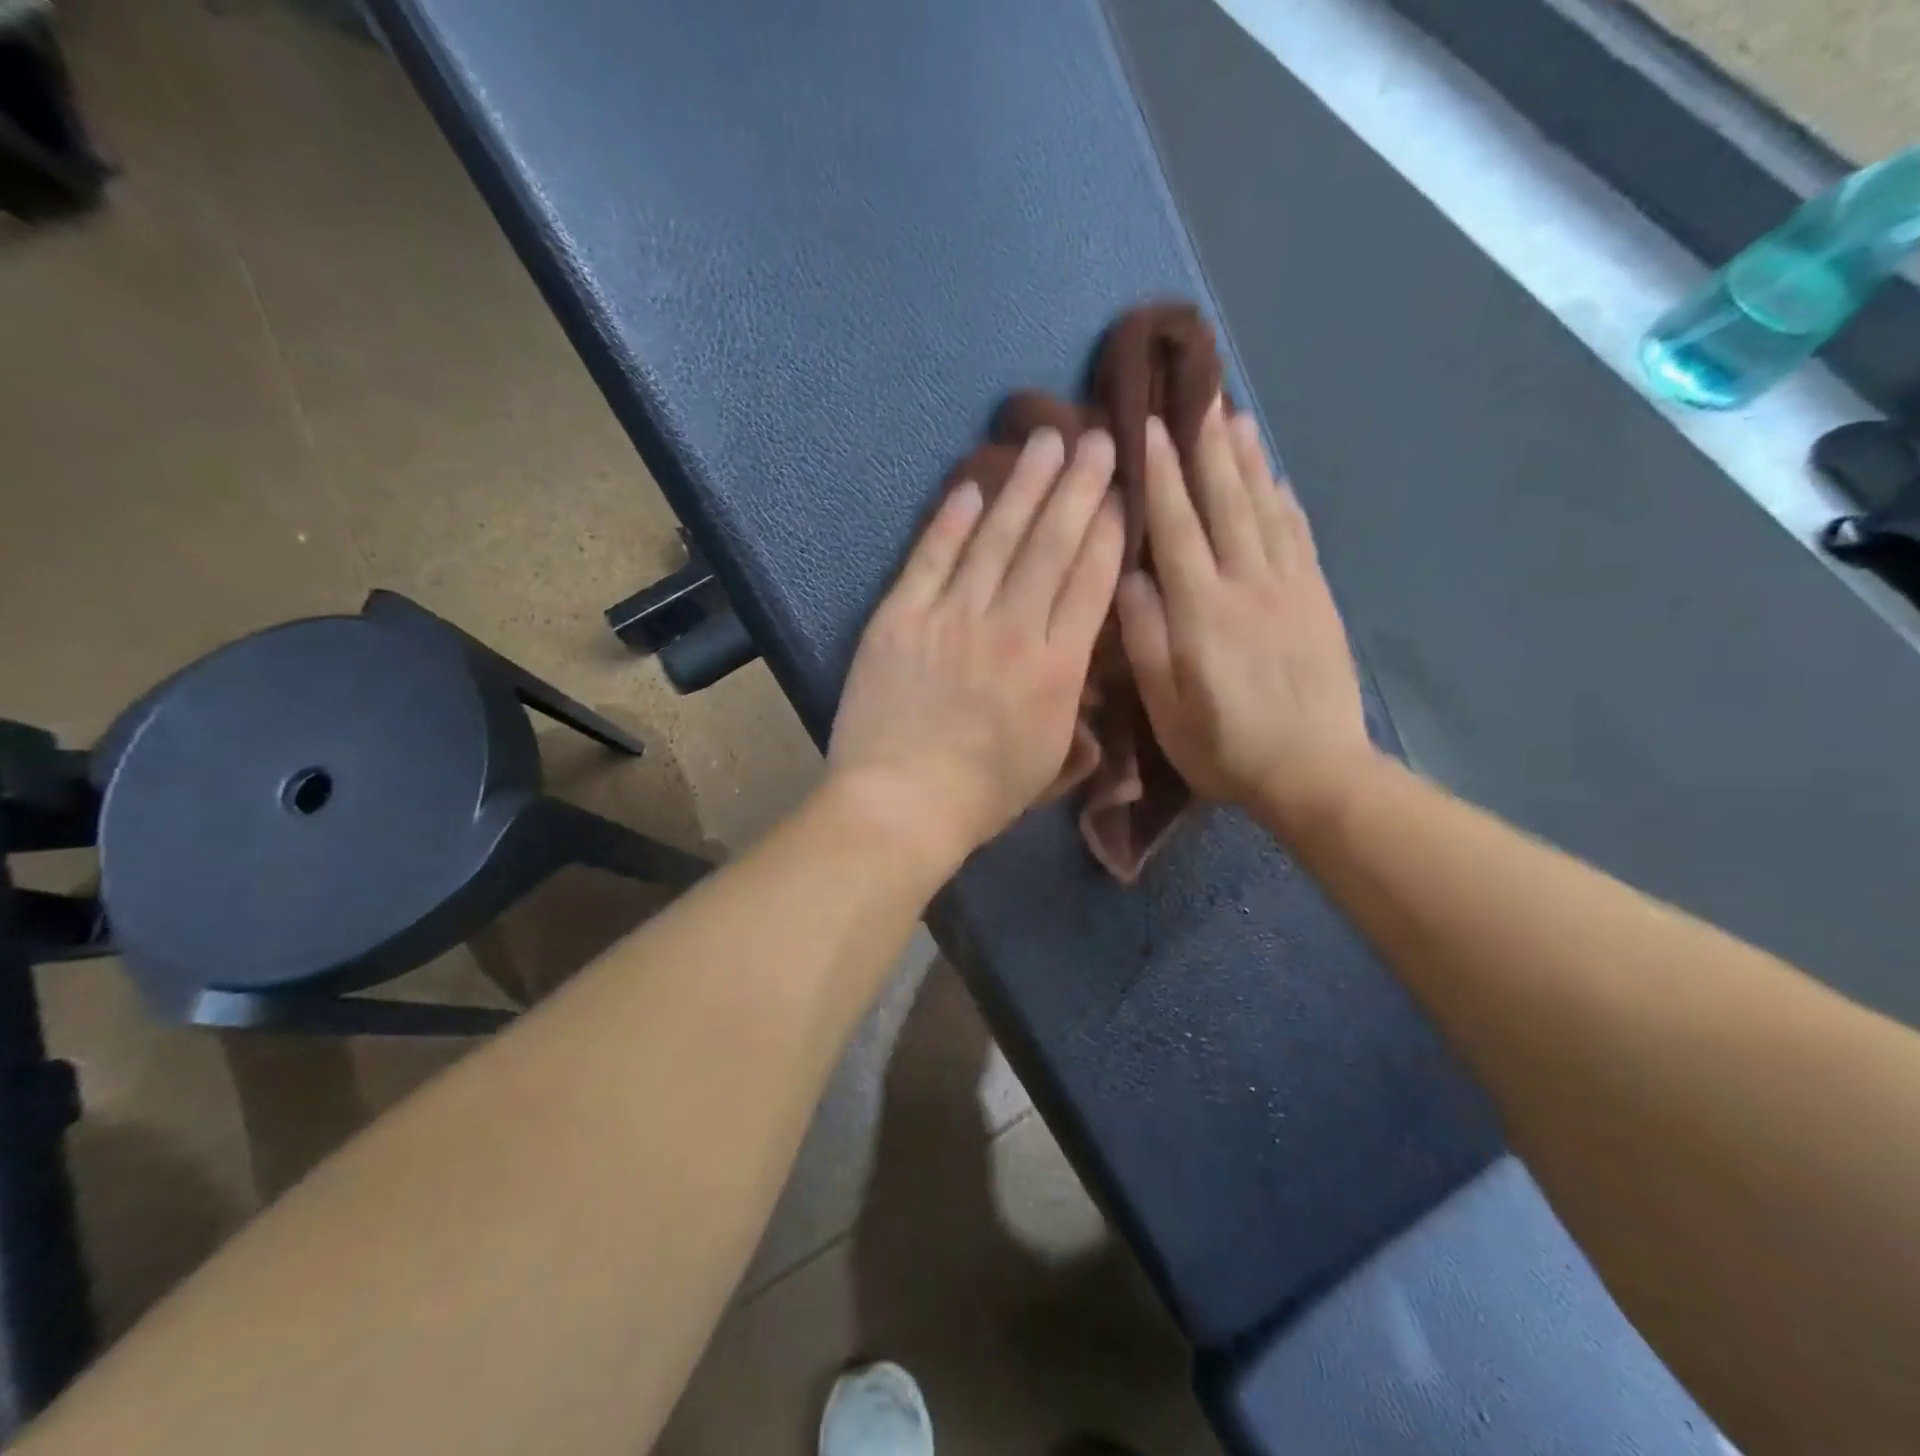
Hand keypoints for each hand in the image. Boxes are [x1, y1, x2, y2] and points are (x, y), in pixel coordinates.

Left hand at [828, 428, 1125, 874]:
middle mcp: (1012, 628)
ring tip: (1046, 439)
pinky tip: (972, 486)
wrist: (901, 803)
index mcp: (1056, 667)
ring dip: (1024, 485)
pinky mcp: (901, 617)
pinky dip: (952, 520)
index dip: (1110, 529)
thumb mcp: (1052, 756)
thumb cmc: (983, 794)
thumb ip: (1071, 699)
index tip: (1123, 489)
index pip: (1091, 581)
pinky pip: (931, 557)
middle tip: (1096, 437)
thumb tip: (1077, 656)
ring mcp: (952, 617)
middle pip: (1052, 544)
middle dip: (1079, 486)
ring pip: (997, 537)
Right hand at [1116, 404, 1378, 834]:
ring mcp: (1289, 587)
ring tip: (1236, 418)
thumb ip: (1144, 638)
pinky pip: (1300, 536)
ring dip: (1248, 461)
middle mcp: (1247, 584)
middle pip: (1225, 502)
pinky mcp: (1317, 599)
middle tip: (1199, 396)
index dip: (1162, 474)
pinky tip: (1276, 478)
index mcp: (1201, 610)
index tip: (1151, 426)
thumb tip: (1130, 577)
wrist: (1314, 770)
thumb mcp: (1165, 706)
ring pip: (1265, 509)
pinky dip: (1286, 500)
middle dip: (1208, 447)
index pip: (1177, 526)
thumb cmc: (1224, 745)